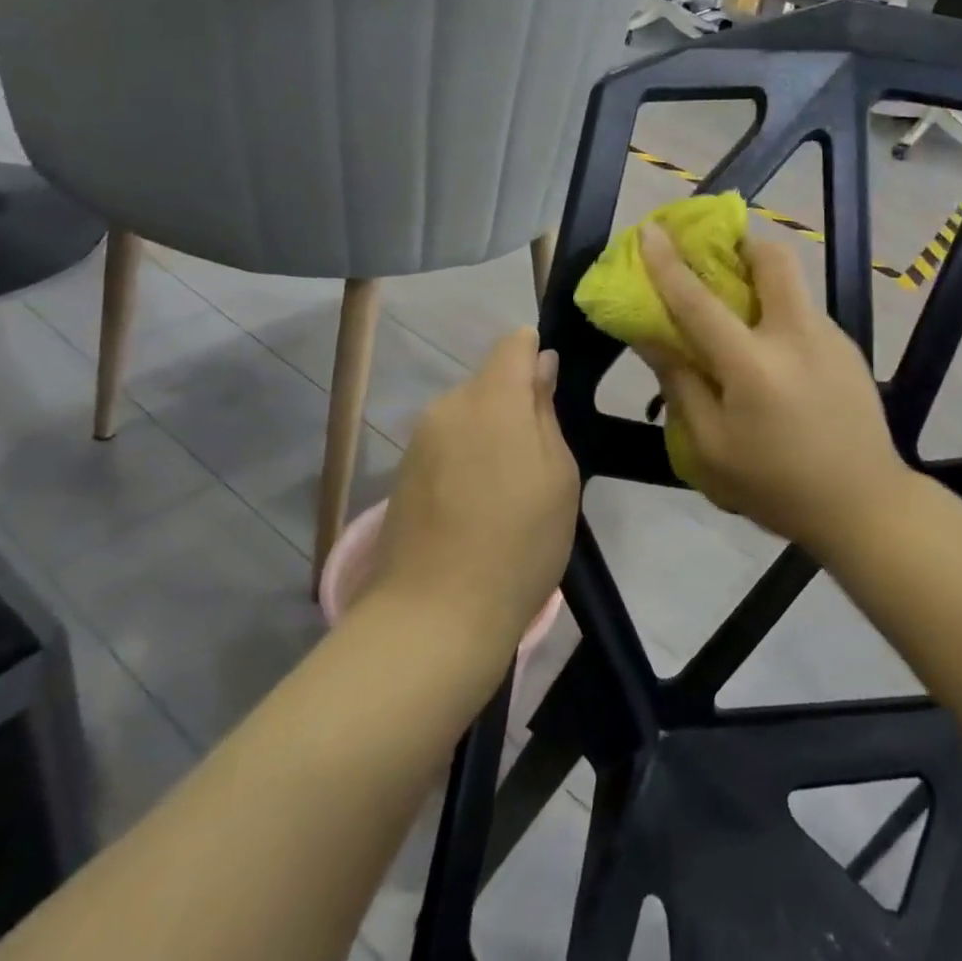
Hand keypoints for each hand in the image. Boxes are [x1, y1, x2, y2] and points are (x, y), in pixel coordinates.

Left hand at [372, 329, 579, 657]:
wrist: (434, 617)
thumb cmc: (519, 543)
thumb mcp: (559, 475)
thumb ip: (545, 410)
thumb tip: (541, 365)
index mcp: (492, 398)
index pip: (513, 343)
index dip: (535, 356)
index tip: (550, 397)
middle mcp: (449, 405)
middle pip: (489, 381)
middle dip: (514, 404)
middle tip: (536, 462)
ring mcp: (419, 439)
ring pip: (467, 414)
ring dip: (489, 435)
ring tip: (505, 492)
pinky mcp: (402, 472)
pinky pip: (446, 444)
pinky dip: (464, 459)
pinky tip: (473, 508)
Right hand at [636, 223, 915, 553]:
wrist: (866, 506)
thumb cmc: (777, 486)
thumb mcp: (711, 450)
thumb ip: (680, 385)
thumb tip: (651, 335)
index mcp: (754, 365)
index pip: (700, 301)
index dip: (668, 263)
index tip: (649, 229)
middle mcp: (797, 335)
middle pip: (773, 258)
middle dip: (742, 243)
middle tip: (716, 257)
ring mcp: (831, 336)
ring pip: (792, 283)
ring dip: (761, 279)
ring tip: (739, 312)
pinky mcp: (849, 347)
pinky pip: (805, 312)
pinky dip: (780, 313)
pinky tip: (774, 356)